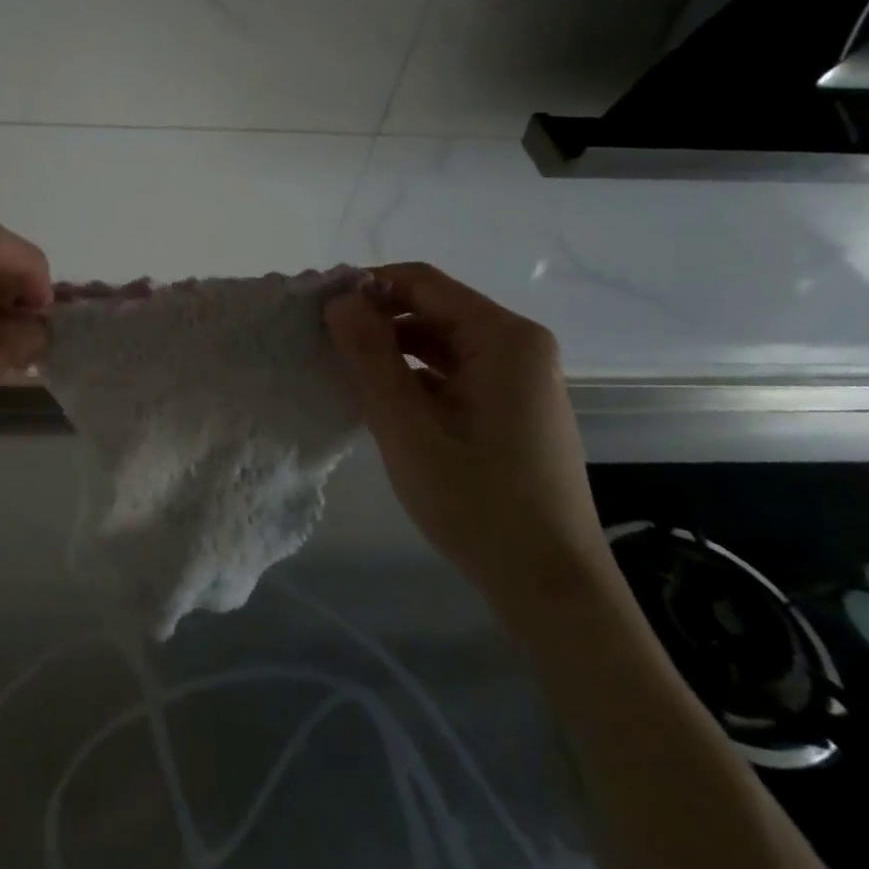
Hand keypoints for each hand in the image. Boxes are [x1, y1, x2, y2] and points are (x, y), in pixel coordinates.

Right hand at [322, 263, 612, 622]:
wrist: (550, 586)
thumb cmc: (478, 504)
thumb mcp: (408, 428)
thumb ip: (370, 357)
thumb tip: (338, 298)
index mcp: (503, 339)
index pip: (421, 282)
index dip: (365, 287)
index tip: (318, 311)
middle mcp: (518, 345)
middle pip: (432, 307)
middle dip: (376, 319)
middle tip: (322, 342)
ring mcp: (519, 376)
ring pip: (440, 340)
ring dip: (391, 348)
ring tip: (343, 370)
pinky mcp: (512, 405)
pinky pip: (453, 370)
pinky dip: (414, 375)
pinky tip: (380, 399)